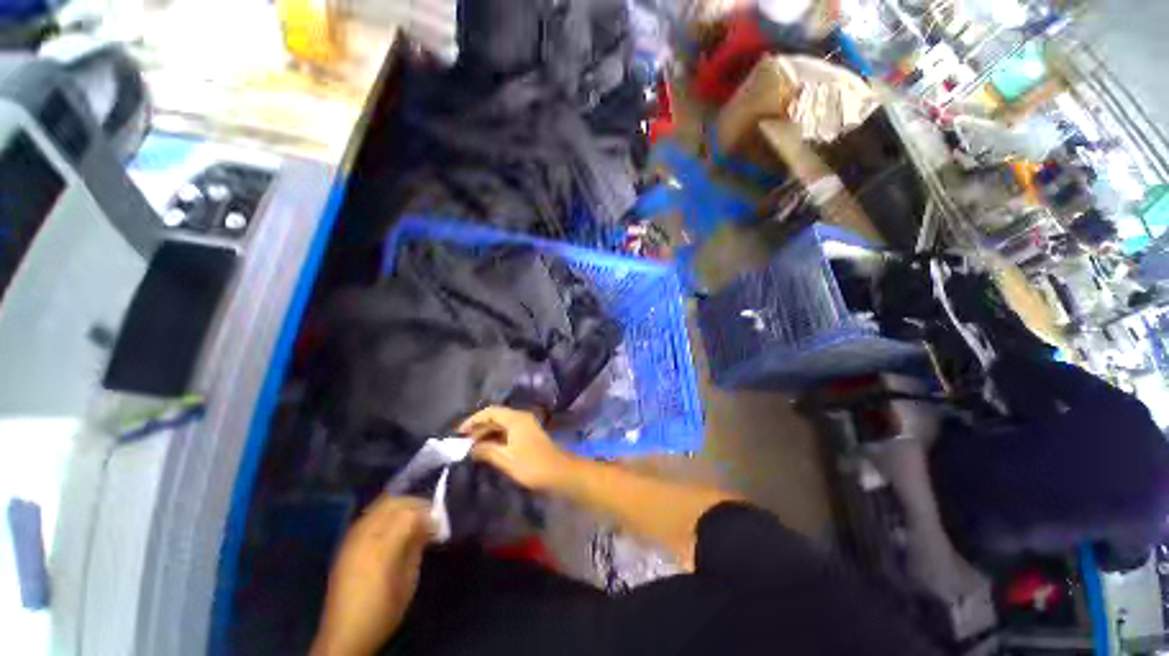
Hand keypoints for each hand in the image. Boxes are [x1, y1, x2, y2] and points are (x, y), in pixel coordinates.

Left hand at [311, 496, 433, 655]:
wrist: (344, 634)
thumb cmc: (384, 610)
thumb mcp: (408, 580)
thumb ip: (416, 546)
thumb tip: (427, 526)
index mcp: (383, 548)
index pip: (409, 513)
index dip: (427, 514)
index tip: (437, 524)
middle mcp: (365, 536)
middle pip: (393, 502)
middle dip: (414, 504)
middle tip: (427, 516)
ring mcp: (352, 538)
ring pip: (379, 505)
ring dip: (400, 506)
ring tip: (412, 519)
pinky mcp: (345, 543)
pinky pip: (369, 516)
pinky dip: (386, 514)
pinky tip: (393, 527)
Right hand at [459, 406, 577, 490]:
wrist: (559, 473)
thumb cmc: (531, 465)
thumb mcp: (505, 459)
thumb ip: (486, 450)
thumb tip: (470, 448)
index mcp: (516, 419)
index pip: (490, 412)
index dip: (473, 420)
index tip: (459, 433)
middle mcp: (521, 418)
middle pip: (496, 417)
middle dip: (479, 428)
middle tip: (463, 443)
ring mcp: (526, 426)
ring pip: (501, 425)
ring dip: (486, 434)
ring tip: (471, 448)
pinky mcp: (528, 436)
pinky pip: (507, 432)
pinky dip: (496, 439)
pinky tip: (487, 451)